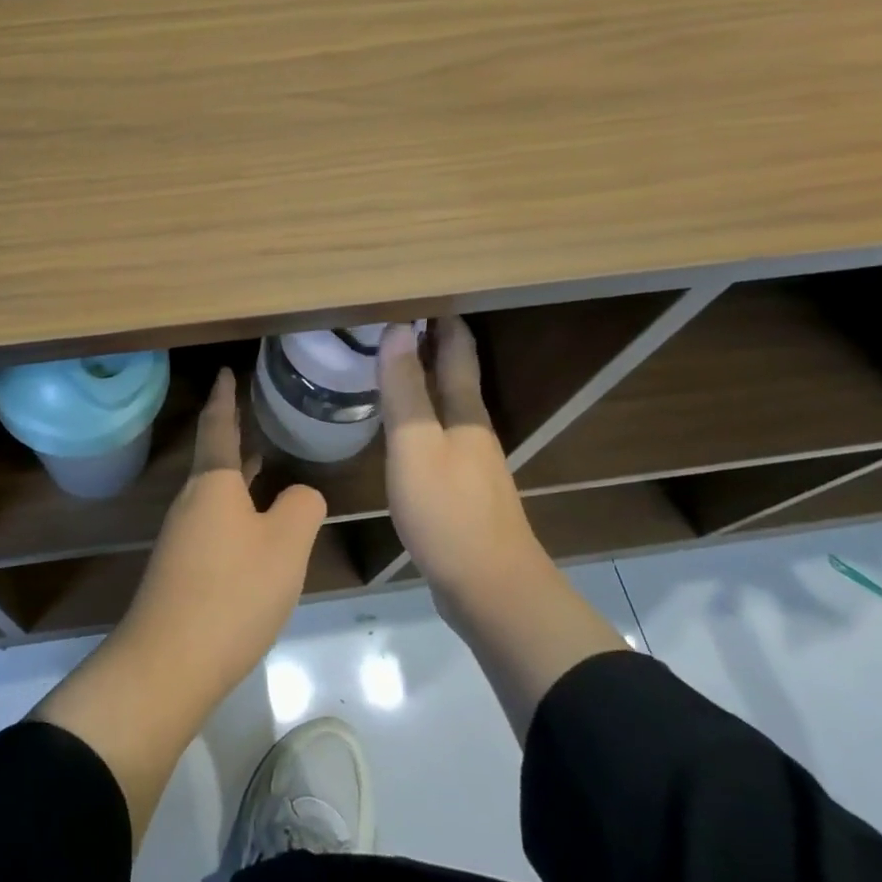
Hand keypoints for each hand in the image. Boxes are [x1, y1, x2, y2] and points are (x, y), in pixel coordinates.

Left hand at [32, 368, 324, 846]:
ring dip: (236, 472)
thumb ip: (302, 508)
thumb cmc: (232, 591)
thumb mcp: (285, 546)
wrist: (170, 661)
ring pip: (215, 491)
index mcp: (213, 483)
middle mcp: (192, 501)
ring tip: (261, 458)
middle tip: (252, 409)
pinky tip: (255, 525)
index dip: (225, 397)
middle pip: (213, 456)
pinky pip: (215, 521)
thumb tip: (300, 495)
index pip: (218, 426)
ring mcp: (183, 536)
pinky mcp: (182, 568)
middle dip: (232, 432)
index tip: (225, 371)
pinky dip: (236, 507)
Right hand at [377, 318, 538, 616]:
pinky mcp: (461, 490)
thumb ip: (405, 389)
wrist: (490, 589)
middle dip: (432, 343)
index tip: (418, 292)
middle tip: (394, 320)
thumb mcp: (416, 445)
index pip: (457, 351)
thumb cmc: (448, 511)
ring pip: (446, 405)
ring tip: (391, 363)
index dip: (442, 320)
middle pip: (455, 374)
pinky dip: (420, 415)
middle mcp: (472, 429)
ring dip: (425, 379)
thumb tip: (398, 329)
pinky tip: (400, 426)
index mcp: (465, 412)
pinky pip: (437, 435)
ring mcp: (470, 461)